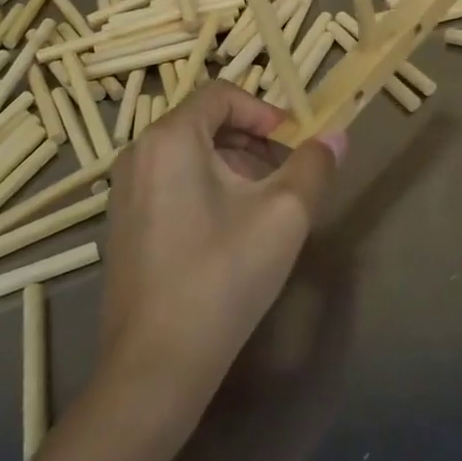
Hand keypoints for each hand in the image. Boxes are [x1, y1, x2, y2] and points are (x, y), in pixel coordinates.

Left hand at [97, 82, 343, 426]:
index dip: (265, 111)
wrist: (156, 365)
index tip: (295, 143)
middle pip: (205, 122)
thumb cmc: (223, 276)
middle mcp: (138, 154)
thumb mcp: (284, 214)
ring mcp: (124, 191)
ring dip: (234, 166)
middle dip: (253, 141)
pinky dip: (206, 188)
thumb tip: (336, 135)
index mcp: (170, 138)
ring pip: (189, 154)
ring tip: (265, 207)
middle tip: (287, 176)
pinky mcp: (124, 224)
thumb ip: (314, 165)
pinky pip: (171, 182)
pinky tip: (231, 233)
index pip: (222, 95)